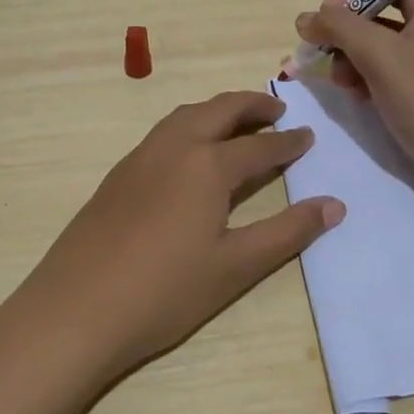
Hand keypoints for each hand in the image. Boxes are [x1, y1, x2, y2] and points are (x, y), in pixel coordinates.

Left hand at [23, 89, 344, 381]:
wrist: (78, 308)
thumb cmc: (166, 292)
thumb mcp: (236, 266)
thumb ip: (288, 232)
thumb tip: (335, 205)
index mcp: (208, 165)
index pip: (259, 145)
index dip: (288, 142)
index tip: (308, 136)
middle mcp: (174, 147)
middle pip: (219, 111)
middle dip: (252, 105)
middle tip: (277, 110)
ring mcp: (140, 157)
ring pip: (185, 116)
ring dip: (217, 111)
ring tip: (237, 123)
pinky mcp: (118, 174)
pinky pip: (163, 132)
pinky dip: (188, 126)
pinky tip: (190, 152)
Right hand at [295, 0, 413, 208]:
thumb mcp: (380, 57)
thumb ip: (339, 28)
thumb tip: (305, 18)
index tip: (329, 17)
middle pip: (378, 1)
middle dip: (346, 26)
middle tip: (322, 52)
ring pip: (377, 35)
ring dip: (350, 53)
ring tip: (340, 81)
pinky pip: (385, 62)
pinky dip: (364, 72)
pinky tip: (355, 94)